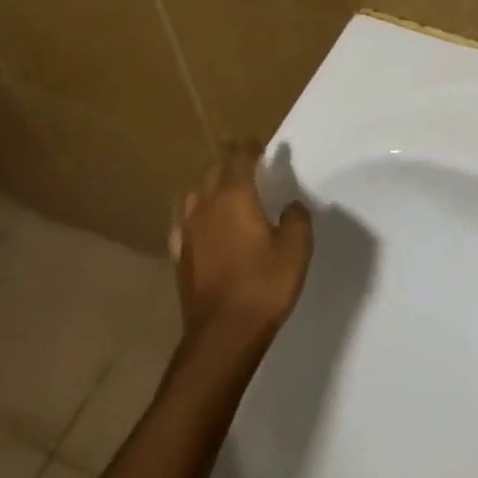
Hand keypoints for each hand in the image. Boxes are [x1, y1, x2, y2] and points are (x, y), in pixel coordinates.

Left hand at [170, 146, 313, 350]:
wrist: (223, 334)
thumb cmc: (265, 285)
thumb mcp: (297, 249)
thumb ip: (296, 219)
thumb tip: (290, 206)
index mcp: (236, 197)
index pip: (239, 158)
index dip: (248, 147)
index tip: (258, 143)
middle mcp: (207, 206)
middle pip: (215, 173)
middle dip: (230, 163)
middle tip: (247, 163)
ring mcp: (188, 232)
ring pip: (196, 195)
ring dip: (211, 188)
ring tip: (226, 192)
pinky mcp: (180, 256)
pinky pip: (185, 223)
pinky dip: (196, 215)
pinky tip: (202, 225)